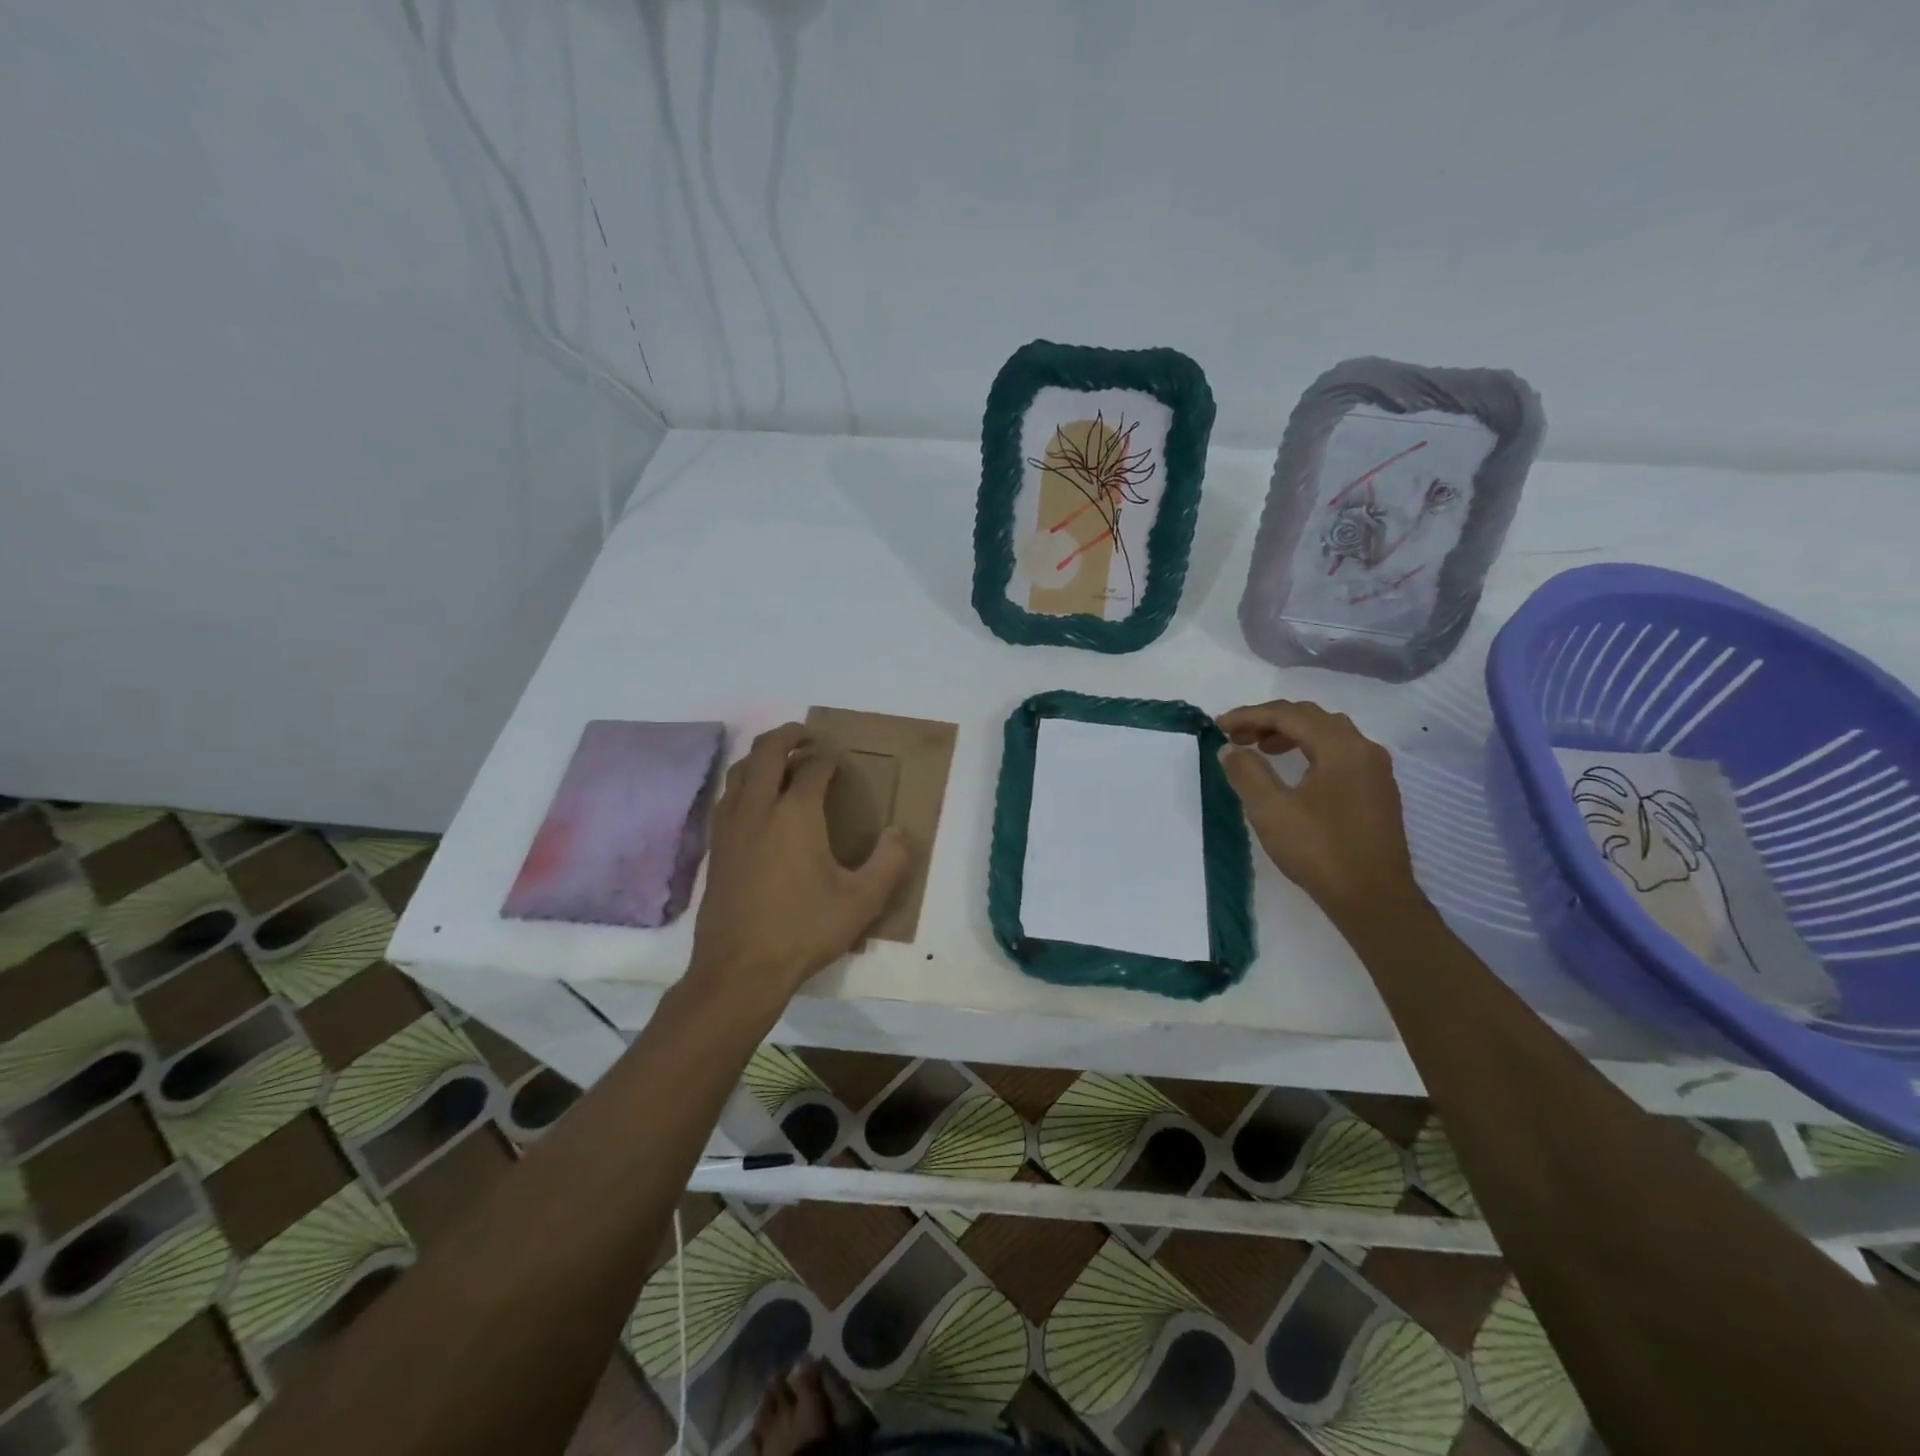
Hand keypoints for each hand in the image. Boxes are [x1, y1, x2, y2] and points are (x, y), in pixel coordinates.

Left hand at [687, 724, 912, 1014]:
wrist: (738, 970)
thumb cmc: (804, 931)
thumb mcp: (862, 901)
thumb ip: (890, 861)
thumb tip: (899, 832)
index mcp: (795, 813)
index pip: (813, 766)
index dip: (830, 756)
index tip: (842, 757)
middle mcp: (758, 808)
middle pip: (766, 750)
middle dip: (790, 735)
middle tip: (810, 737)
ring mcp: (731, 825)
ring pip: (740, 769)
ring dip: (763, 755)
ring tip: (784, 762)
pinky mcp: (716, 845)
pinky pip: (728, 795)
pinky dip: (745, 781)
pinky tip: (757, 801)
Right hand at [1215, 700, 1422, 925]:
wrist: (1374, 899)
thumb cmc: (1320, 851)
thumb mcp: (1271, 811)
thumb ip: (1247, 772)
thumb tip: (1229, 748)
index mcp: (1340, 747)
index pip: (1289, 715)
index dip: (1250, 716)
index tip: (1219, 725)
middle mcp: (1364, 749)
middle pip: (1311, 718)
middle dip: (1270, 721)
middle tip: (1236, 735)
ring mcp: (1376, 770)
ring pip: (1328, 734)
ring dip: (1291, 734)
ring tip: (1261, 749)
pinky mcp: (1377, 790)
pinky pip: (1340, 753)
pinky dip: (1310, 750)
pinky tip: (1294, 772)